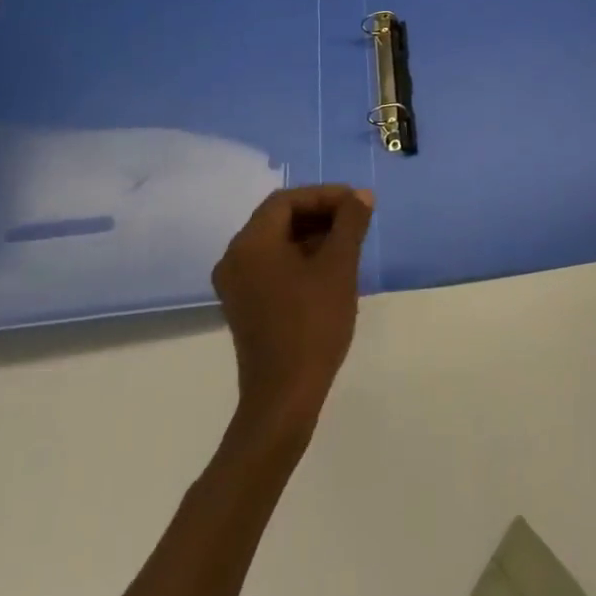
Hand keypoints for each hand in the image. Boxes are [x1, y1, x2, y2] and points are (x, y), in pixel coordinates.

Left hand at [212, 184, 373, 433]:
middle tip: (355, 220)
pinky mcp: (244, 305)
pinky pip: (272, 265)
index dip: (324, 195)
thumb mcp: (339, 267)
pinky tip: (329, 269)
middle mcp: (235, 258)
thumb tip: (361, 195)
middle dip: (320, 214)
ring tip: (348, 243)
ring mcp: (236, 284)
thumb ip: (350, 223)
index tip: (356, 203)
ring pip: (277, 242)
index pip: (287, 200)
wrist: (284, 399)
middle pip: (279, 219)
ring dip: (312, 236)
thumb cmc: (312, 325)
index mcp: (251, 243)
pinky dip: (299, 258)